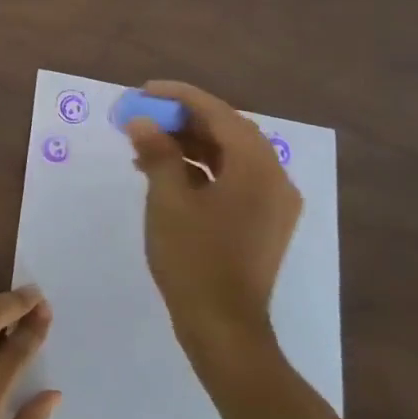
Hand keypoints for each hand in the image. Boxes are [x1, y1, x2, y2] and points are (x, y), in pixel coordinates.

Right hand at [125, 80, 301, 359]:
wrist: (224, 327)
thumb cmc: (194, 259)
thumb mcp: (168, 201)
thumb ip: (157, 154)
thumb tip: (142, 122)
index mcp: (258, 167)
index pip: (219, 114)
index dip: (180, 97)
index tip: (145, 90)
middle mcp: (275, 178)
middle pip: (228, 132)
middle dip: (184, 120)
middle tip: (144, 116)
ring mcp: (272, 203)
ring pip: (230, 156)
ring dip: (190, 145)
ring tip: (146, 145)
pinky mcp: (263, 223)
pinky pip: (233, 180)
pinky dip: (201, 170)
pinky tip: (166, 174)